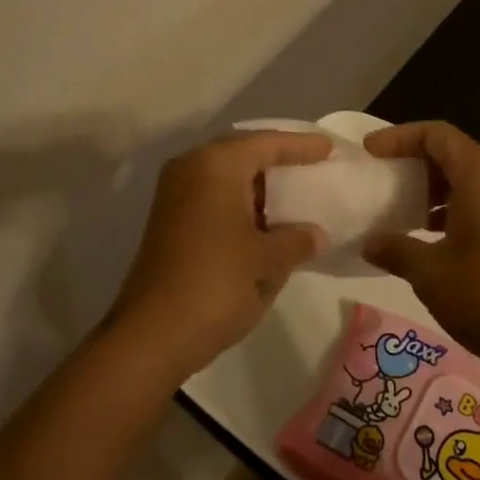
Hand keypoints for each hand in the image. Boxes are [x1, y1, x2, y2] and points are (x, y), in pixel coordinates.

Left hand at [108, 130, 331, 382]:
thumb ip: (297, 240)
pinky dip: (240, 202)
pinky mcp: (169, 221)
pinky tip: (264, 221)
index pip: (266, 143)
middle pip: (242, 153)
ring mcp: (174, 195)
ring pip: (226, 176)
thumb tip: (314, 234)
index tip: (328, 147)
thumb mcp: (268, 261)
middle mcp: (191, 168)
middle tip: (311, 164)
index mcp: (216, 165)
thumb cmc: (216, 285)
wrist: (151, 335)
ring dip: (258, 184)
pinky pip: (213, 196)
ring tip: (294, 193)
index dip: (300, 145)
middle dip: (277, 159)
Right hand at [361, 121, 479, 378]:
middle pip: (454, 151)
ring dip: (434, 185)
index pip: (437, 134)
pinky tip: (429, 233)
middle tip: (382, 176)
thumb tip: (369, 243)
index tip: (370, 152)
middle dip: (415, 160)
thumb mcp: (429, 272)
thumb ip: (395, 248)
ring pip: (469, 176)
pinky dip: (453, 204)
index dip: (400, 137)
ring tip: (400, 206)